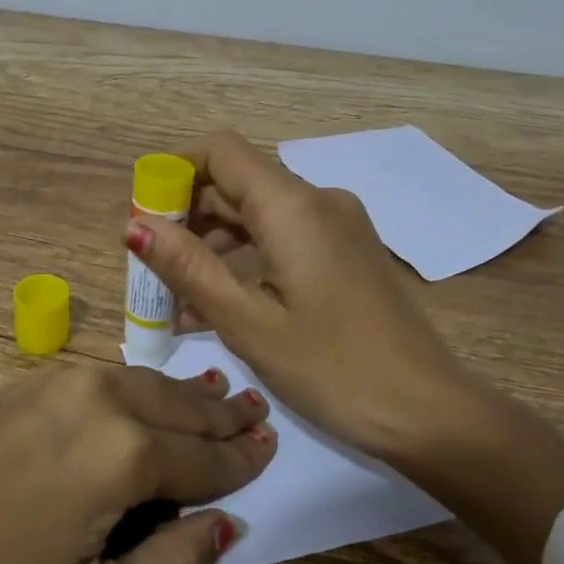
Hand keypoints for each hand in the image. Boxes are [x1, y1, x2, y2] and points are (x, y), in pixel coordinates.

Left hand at [0, 362, 274, 563]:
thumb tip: (223, 525)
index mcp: (127, 455)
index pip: (208, 456)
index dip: (244, 458)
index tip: (272, 448)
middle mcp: (107, 398)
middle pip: (186, 406)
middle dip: (226, 415)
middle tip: (259, 414)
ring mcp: (68, 379)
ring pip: (152, 381)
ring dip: (189, 396)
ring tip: (221, 399)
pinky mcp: (37, 377)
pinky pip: (114, 375)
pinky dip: (148, 386)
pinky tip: (158, 394)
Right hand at [122, 130, 474, 461]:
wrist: (429, 412)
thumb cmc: (333, 369)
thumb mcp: (248, 323)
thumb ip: (189, 268)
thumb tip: (134, 225)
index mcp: (293, 206)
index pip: (221, 151)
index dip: (174, 171)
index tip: (143, 215)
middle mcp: (318, 201)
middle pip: (238, 182)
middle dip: (187, 215)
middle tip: (148, 265)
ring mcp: (338, 226)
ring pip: (259, 213)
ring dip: (212, 243)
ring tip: (174, 295)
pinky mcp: (347, 252)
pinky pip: (284, 238)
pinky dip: (246, 259)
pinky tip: (216, 303)